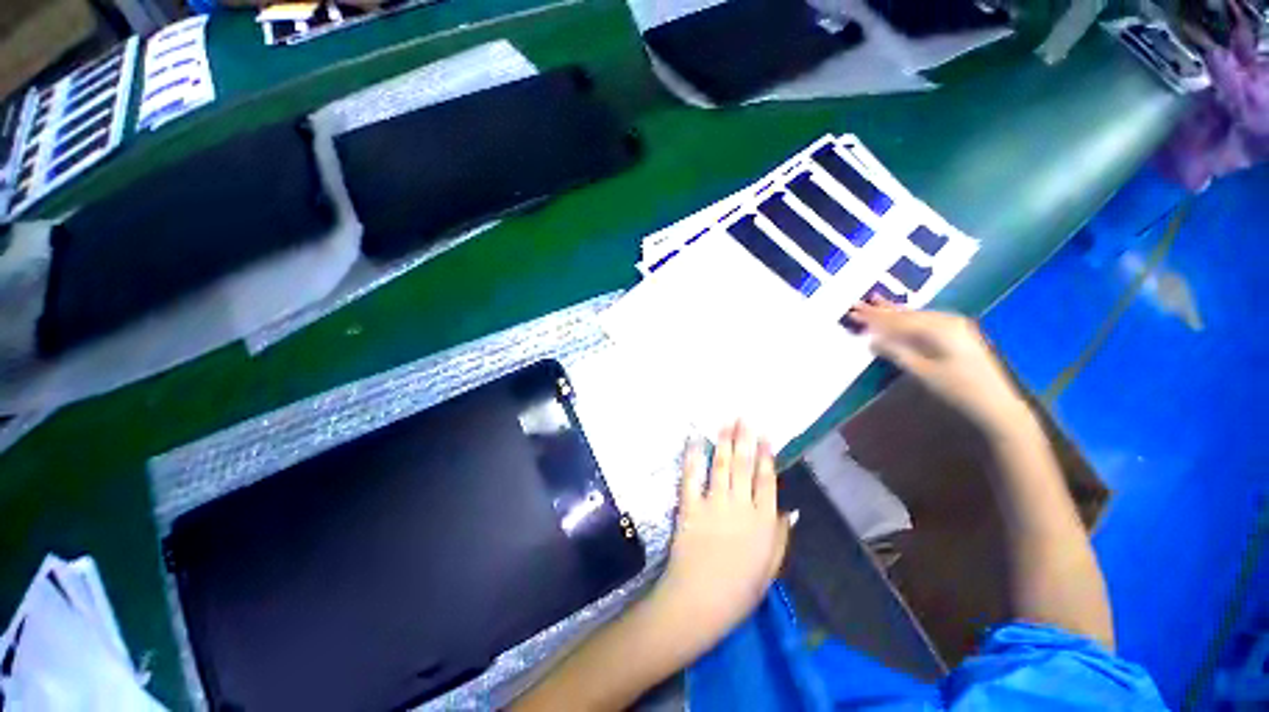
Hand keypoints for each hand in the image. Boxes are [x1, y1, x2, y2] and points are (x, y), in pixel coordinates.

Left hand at [648, 421, 791, 653]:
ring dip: (724, 441)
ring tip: (726, 421)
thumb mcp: (770, 569)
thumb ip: (781, 537)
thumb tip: (791, 510)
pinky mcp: (691, 506)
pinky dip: (694, 456)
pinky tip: (695, 439)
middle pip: (745, 466)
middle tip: (744, 417)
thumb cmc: (739, 591)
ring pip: (723, 465)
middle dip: (745, 439)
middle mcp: (741, 507)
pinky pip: (692, 476)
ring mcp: (715, 504)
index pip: (767, 481)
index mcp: (764, 523)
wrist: (700, 602)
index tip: (765, 436)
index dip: (767, 456)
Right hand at [849, 299, 1031, 436]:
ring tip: (876, 302)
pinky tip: (902, 314)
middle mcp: (947, 321)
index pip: (897, 320)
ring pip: (916, 316)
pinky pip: (926, 321)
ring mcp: (955, 327)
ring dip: (894, 311)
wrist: (997, 405)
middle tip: (858, 304)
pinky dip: (909, 318)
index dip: (873, 317)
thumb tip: (872, 340)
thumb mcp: (923, 372)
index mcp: (938, 329)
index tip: (852, 312)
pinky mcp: (958, 335)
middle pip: (907, 314)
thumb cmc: (957, 390)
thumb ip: (896, 352)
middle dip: (882, 310)